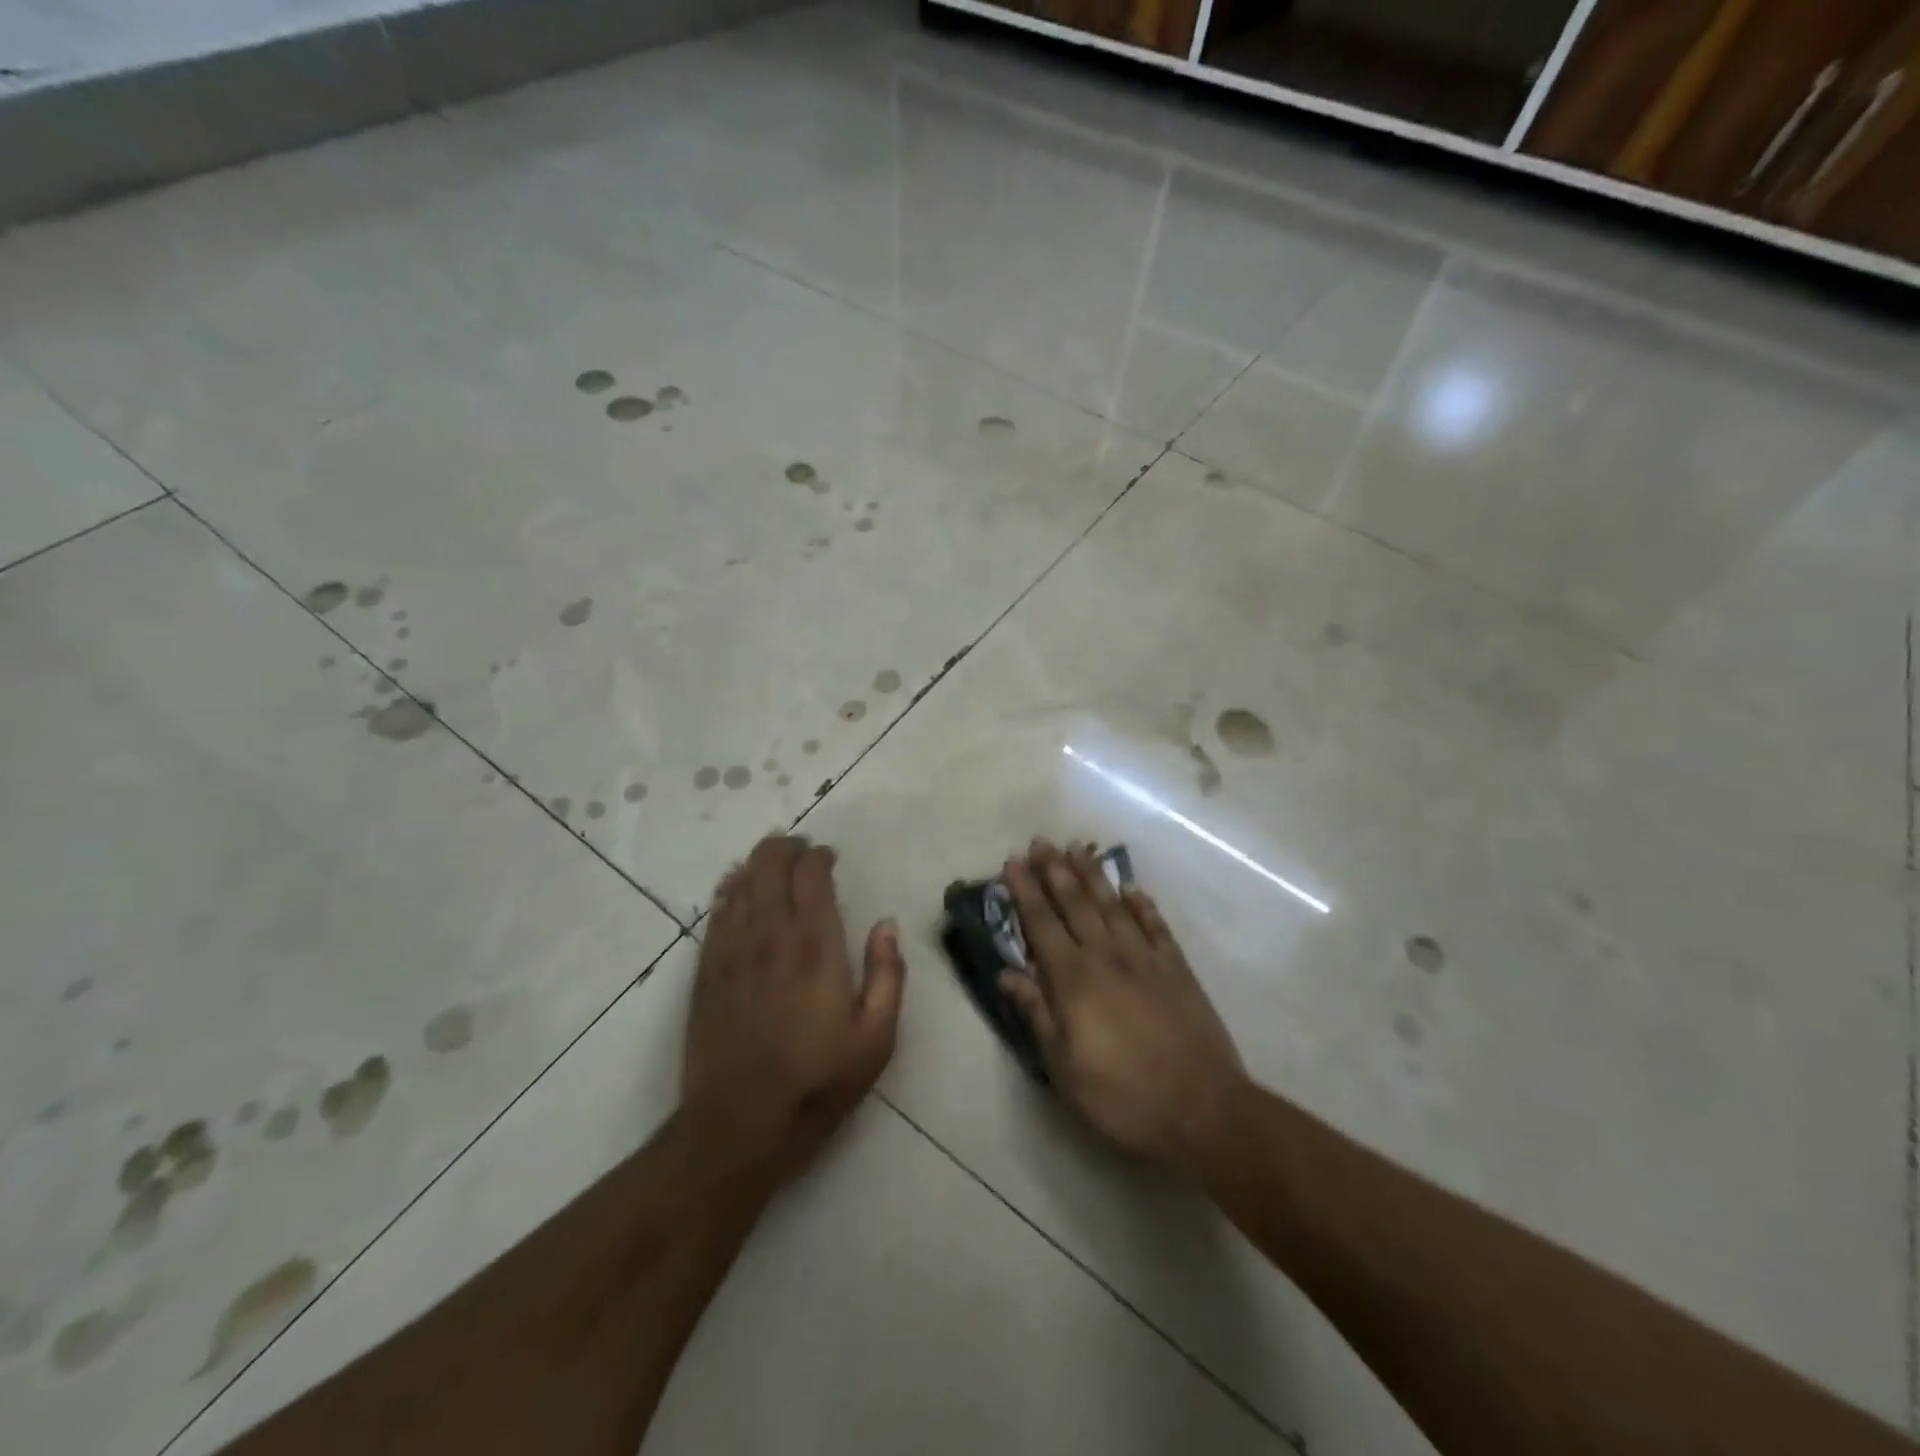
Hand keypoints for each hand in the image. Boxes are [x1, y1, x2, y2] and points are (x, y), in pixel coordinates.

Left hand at [682, 835, 905, 1183]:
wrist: (738, 1126)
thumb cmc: (817, 1082)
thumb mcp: (876, 1038)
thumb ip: (887, 974)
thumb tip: (887, 924)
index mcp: (817, 947)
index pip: (812, 876)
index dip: (819, 856)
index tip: (829, 858)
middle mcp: (772, 936)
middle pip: (770, 866)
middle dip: (786, 847)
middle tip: (801, 851)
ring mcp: (732, 951)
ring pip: (740, 883)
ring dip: (756, 864)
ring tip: (771, 862)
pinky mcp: (706, 971)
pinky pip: (715, 914)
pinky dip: (727, 891)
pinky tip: (733, 887)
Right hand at [1001, 840, 1245, 1174]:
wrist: (1202, 1107)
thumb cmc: (1122, 1094)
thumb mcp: (1064, 1066)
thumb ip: (1036, 1013)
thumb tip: (1006, 974)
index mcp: (1073, 979)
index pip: (1041, 924)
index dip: (1025, 892)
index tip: (1013, 862)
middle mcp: (1106, 956)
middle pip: (1075, 904)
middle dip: (1055, 870)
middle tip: (1041, 841)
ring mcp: (1145, 959)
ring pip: (1113, 905)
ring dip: (1093, 875)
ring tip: (1078, 848)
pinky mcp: (1177, 969)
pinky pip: (1155, 926)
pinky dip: (1143, 904)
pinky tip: (1133, 889)